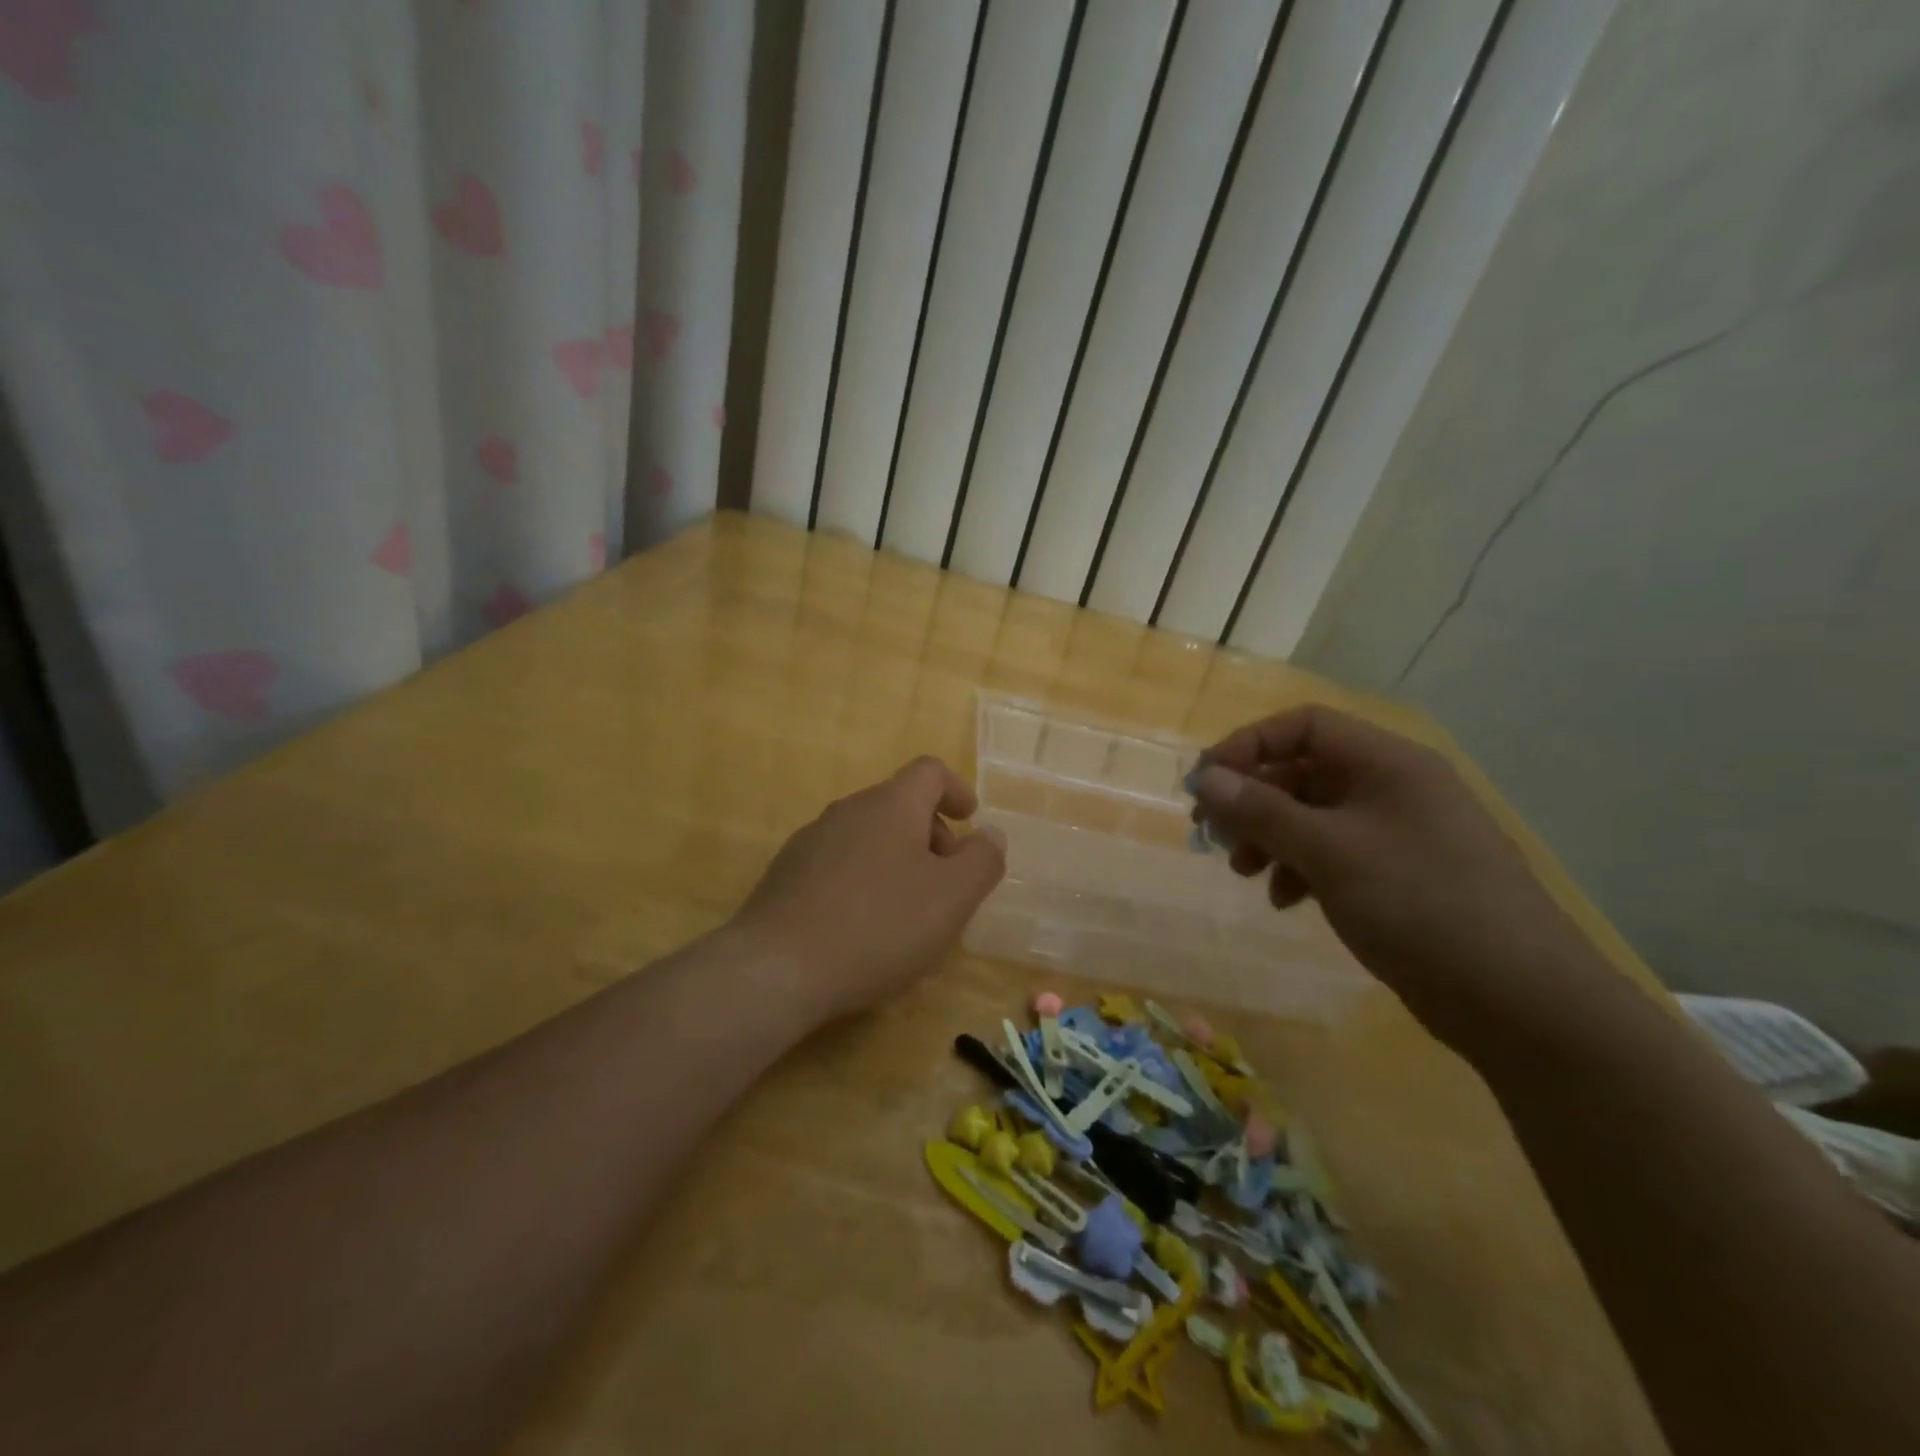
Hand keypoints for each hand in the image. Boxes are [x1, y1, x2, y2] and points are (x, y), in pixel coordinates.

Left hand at [733, 756, 1006, 1020]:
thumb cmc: (880, 926)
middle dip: (931, 836)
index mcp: (890, 805)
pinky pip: (839, 864)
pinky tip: (862, 927)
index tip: (969, 821)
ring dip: (897, 860)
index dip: (956, 790)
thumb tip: (989, 835)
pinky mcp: (785, 875)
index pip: (929, 771)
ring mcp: (810, 841)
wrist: (777, 968)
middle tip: (946, 884)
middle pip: (899, 805)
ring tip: (907, 912)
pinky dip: (863, 881)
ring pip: (868, 836)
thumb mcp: (952, 897)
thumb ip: (982, 860)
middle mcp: (848, 810)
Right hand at [1190, 705, 1597, 1046]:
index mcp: (1388, 763)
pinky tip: (1285, 900)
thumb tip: (1206, 778)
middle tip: (1212, 832)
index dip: (1248, 745)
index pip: (1304, 726)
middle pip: (1305, 771)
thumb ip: (1262, 811)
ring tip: (1243, 871)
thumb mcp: (1330, 852)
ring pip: (1314, 816)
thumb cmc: (1420, 905)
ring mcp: (1399, 833)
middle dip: (1253, 799)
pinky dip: (1300, 868)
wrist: (1521, 1001)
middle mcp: (1394, 788)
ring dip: (1270, 837)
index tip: (1205, 783)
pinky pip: (1334, 853)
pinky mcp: (1401, 876)